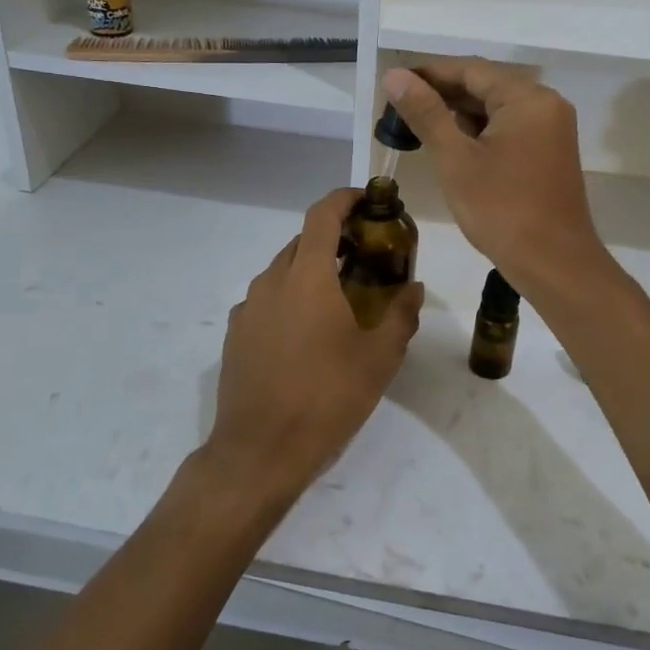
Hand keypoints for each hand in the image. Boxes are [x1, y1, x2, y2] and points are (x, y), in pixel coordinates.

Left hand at [205, 188, 422, 503]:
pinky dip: (289, 298)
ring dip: (310, 270)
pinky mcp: (235, 334)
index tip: (366, 200)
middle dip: (332, 239)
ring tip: (338, 297)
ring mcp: (248, 308)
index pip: (322, 216)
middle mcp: (272, 281)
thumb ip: (401, 316)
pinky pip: (266, 300)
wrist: (260, 451)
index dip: (344, 199)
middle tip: (363, 256)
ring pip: (282, 271)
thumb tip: (414, 288)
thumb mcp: (379, 359)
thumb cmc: (327, 398)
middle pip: (302, 242)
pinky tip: (306, 332)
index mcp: (308, 278)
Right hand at [382, 61, 608, 297]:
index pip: (471, 69)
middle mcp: (546, 104)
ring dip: (459, 113)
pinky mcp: (549, 152)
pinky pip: (509, 128)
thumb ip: (426, 113)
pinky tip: (450, 142)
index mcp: (527, 98)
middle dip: (443, 93)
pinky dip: (479, 131)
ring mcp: (551, 129)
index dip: (429, 72)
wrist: (554, 264)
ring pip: (497, 108)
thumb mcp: (456, 159)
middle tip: (399, 105)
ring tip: (416, 123)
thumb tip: (395, 76)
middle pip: (486, 85)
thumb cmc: (501, 210)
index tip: (394, 82)